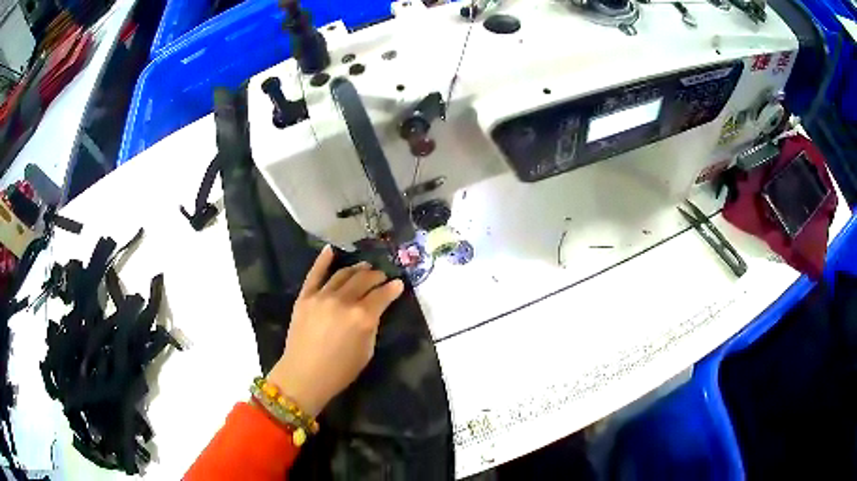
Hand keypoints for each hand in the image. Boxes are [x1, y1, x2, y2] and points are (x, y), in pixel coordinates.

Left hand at [266, 245, 404, 416]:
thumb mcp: (367, 352)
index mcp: (362, 317)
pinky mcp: (305, 296)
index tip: (399, 284)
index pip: (383, 295)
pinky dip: (323, 260)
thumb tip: (375, 310)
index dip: (393, 288)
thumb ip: (372, 326)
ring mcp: (322, 296)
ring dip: (357, 269)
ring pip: (343, 274)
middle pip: (364, 279)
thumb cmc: (340, 371)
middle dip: (376, 276)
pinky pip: (315, 273)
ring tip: (364, 267)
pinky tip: (331, 250)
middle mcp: (344, 301)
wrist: (304, 375)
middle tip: (382, 276)